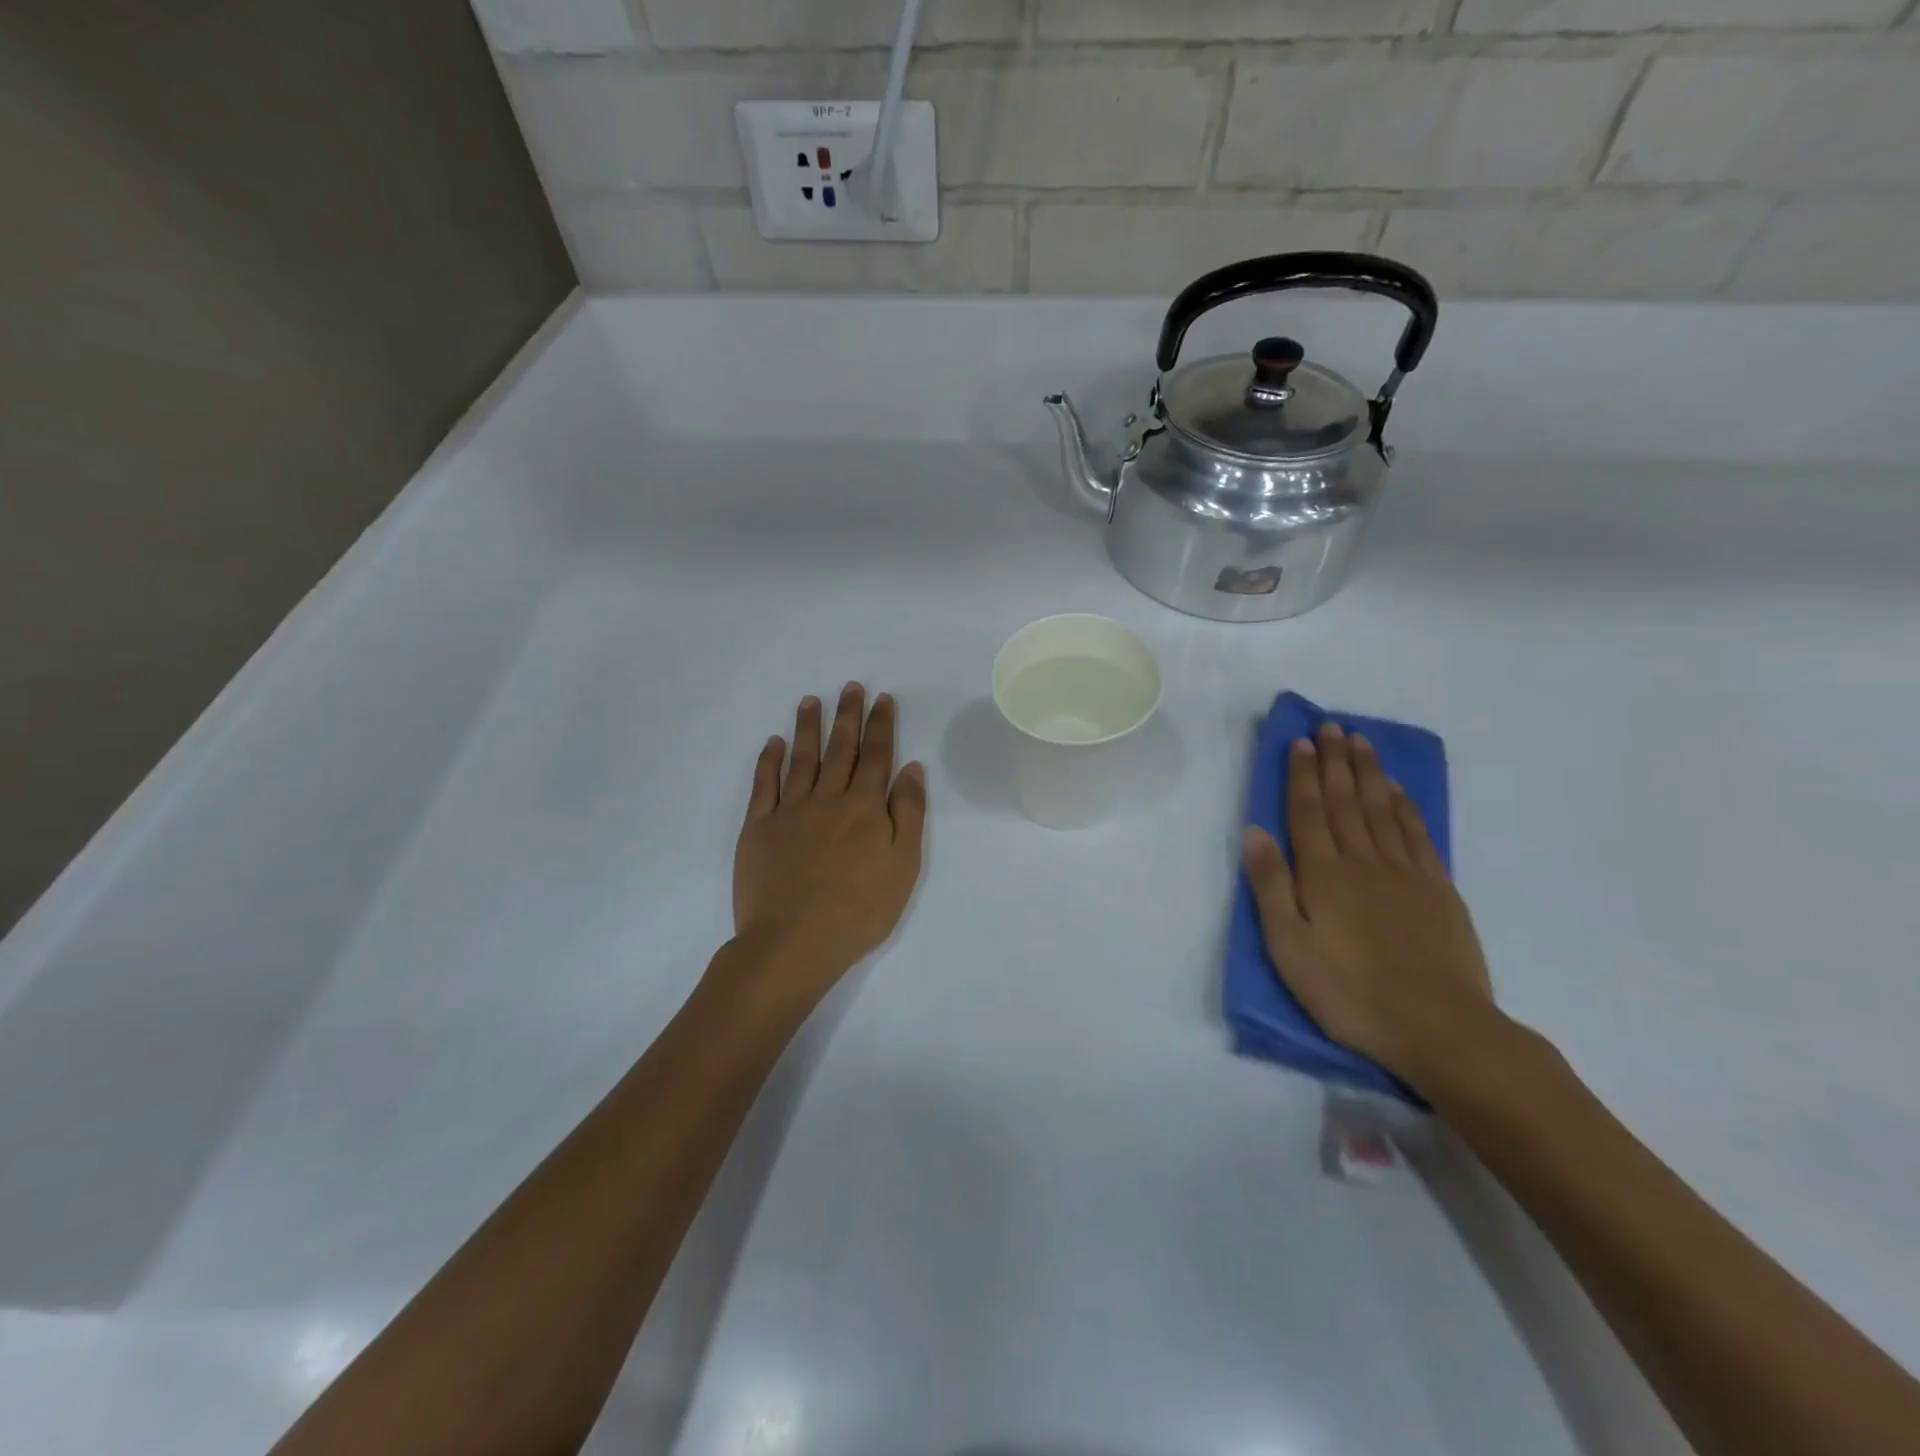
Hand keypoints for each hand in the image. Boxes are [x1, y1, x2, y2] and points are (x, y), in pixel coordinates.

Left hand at [730, 684, 926, 1008]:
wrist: (794, 942)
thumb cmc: (859, 910)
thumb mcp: (904, 866)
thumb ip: (908, 813)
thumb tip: (911, 768)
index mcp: (865, 807)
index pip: (877, 756)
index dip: (881, 725)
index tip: (882, 699)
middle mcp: (828, 799)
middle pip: (840, 749)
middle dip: (847, 716)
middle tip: (850, 687)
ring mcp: (789, 811)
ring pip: (801, 758)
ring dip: (808, 727)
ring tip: (811, 701)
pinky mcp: (758, 828)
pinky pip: (764, 785)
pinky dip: (769, 760)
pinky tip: (773, 743)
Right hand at [1242, 722, 1499, 1089]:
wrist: (1440, 1028)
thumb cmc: (1350, 992)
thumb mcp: (1289, 947)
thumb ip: (1271, 887)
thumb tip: (1254, 832)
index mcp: (1323, 874)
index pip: (1308, 811)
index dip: (1303, 774)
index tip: (1301, 741)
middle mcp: (1363, 861)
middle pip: (1345, 800)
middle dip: (1336, 761)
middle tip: (1332, 726)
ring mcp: (1405, 873)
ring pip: (1382, 809)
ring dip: (1368, 773)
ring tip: (1361, 742)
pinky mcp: (1438, 890)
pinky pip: (1417, 834)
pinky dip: (1405, 806)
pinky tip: (1397, 791)